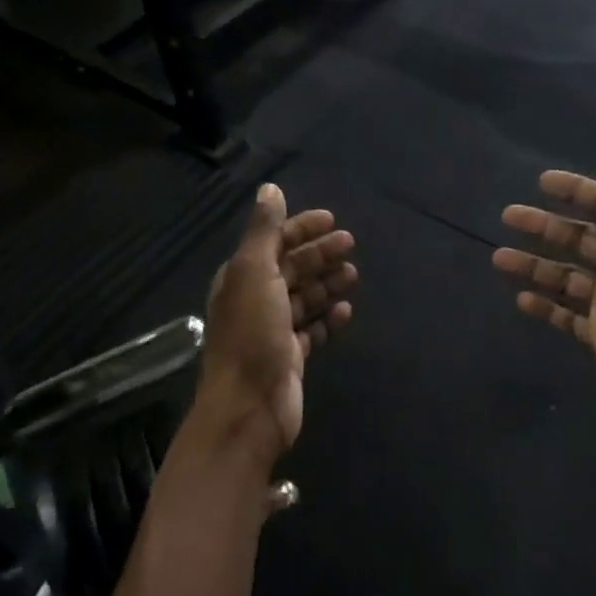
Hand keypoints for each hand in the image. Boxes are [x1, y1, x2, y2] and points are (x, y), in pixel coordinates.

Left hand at [196, 184, 357, 469]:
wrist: (249, 406)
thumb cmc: (251, 334)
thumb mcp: (254, 273)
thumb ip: (263, 231)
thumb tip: (270, 189)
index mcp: (242, 277)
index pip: (274, 243)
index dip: (301, 229)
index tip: (332, 220)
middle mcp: (255, 300)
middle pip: (291, 268)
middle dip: (319, 254)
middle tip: (350, 244)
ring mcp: (273, 331)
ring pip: (304, 298)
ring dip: (327, 284)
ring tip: (353, 275)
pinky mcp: (289, 357)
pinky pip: (312, 330)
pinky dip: (328, 319)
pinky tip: (346, 311)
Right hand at [494, 142, 595, 425]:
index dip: (577, 191)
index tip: (543, 182)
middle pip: (579, 239)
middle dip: (545, 226)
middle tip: (509, 215)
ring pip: (566, 276)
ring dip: (534, 265)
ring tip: (498, 258)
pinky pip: (567, 316)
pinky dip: (545, 307)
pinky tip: (521, 299)